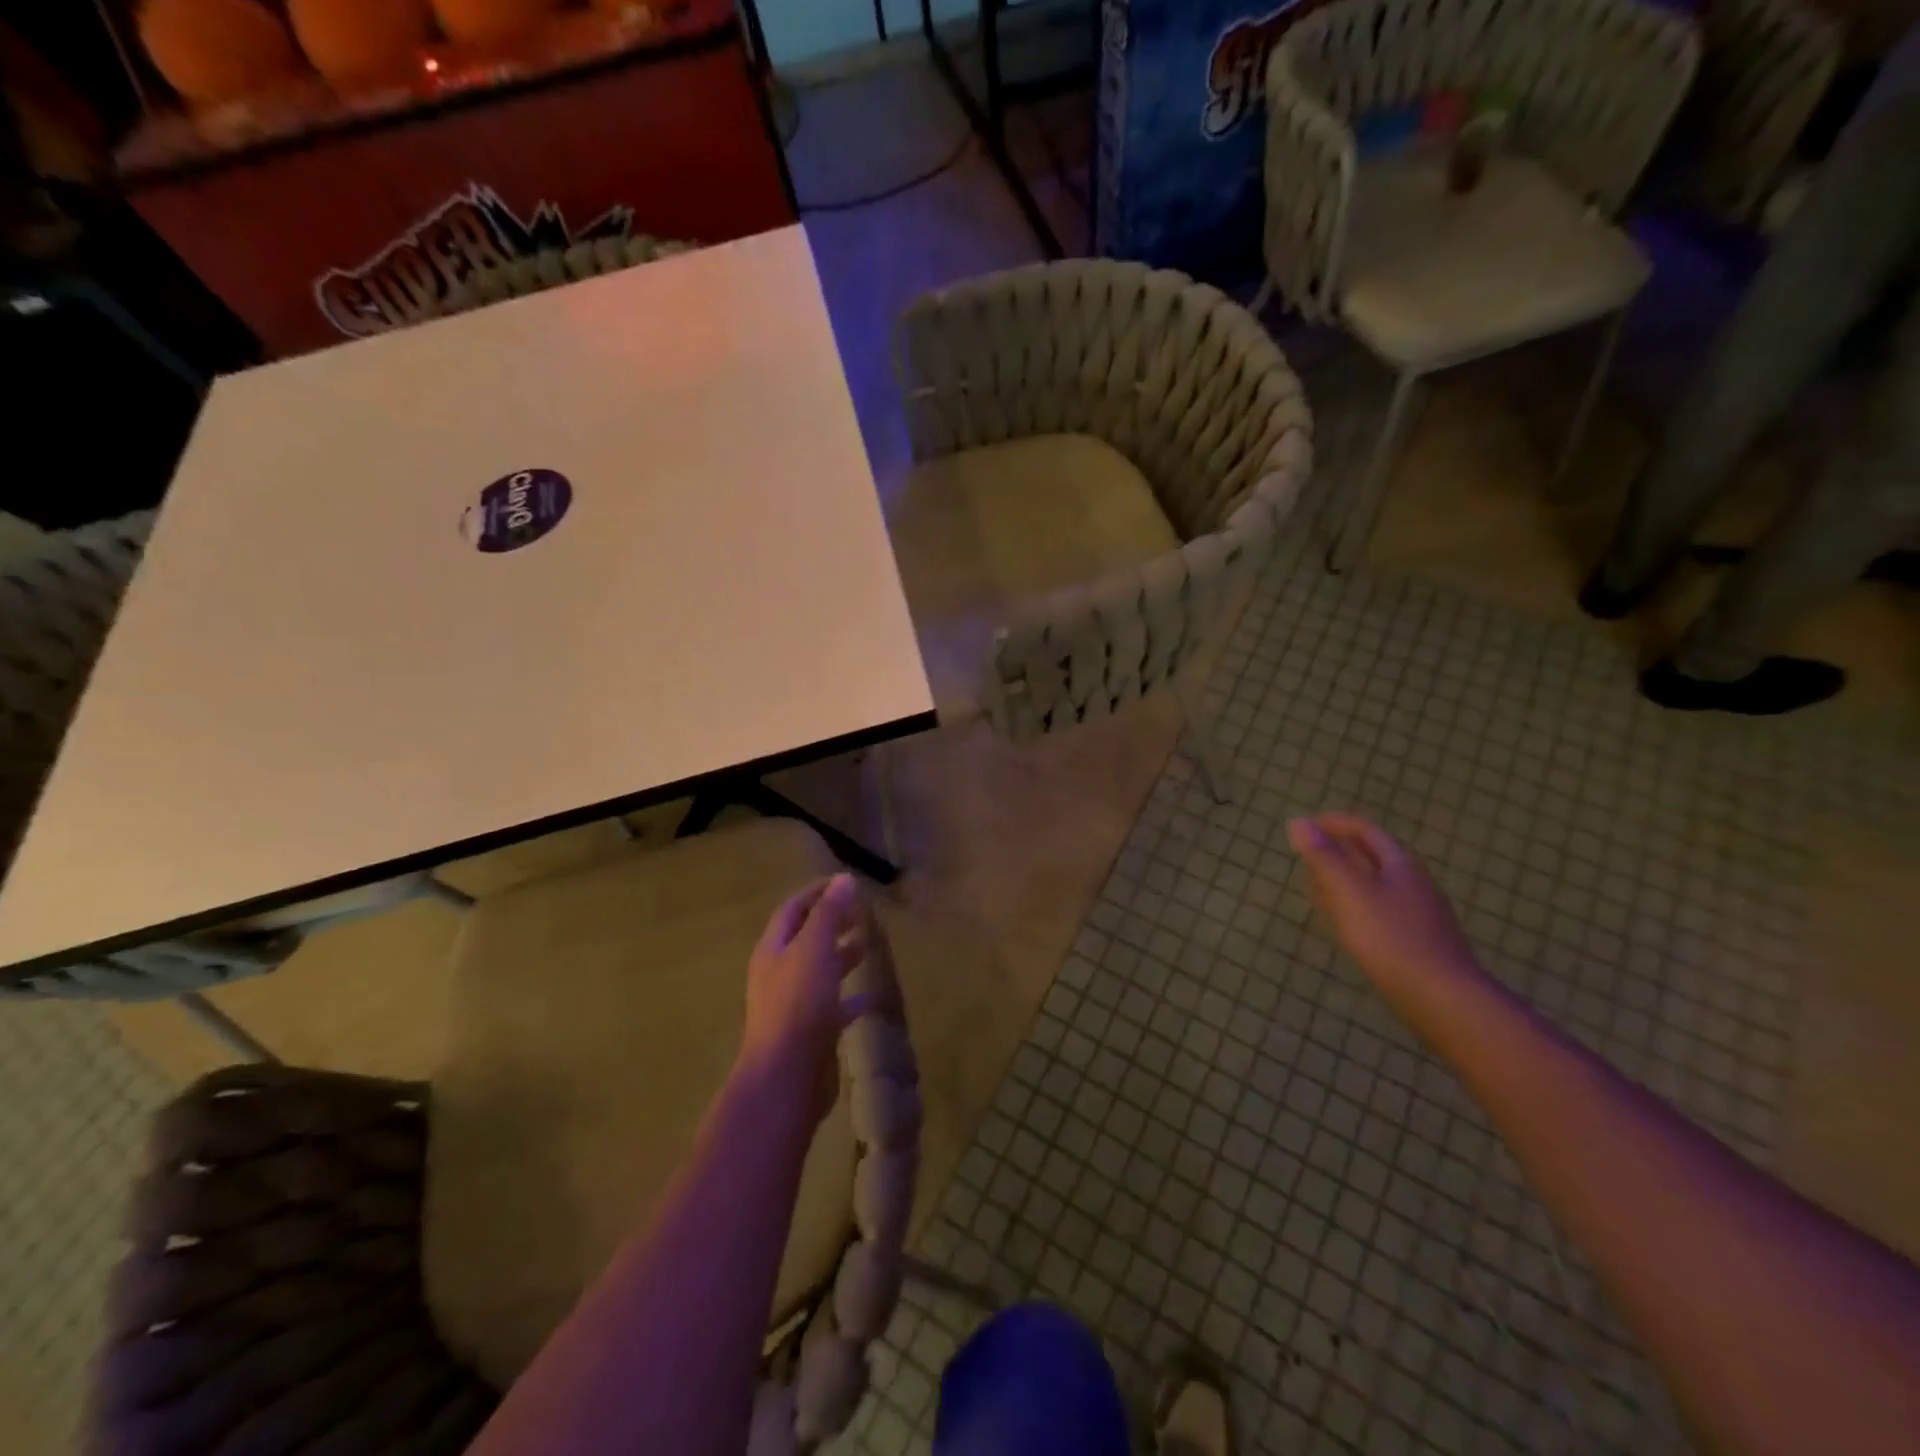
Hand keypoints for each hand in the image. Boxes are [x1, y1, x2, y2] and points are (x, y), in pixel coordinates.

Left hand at [739, 874, 867, 1114]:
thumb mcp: (814, 950)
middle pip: (805, 939)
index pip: (793, 910)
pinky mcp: (811, 1032)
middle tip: (861, 912)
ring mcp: (794, 1005)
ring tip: (867, 945)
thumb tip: (843, 880)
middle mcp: (779, 974)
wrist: (786, 1078)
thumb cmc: (798, 1005)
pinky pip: (833, 1006)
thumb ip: (829, 915)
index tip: (846, 882)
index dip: (817, 893)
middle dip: (831, 922)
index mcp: (773, 950)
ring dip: (841, 955)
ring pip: (819, 971)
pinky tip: (871, 997)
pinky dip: (851, 997)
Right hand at [1287, 813, 1485, 1003]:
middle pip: (1374, 856)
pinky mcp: (1419, 941)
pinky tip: (1346, 923)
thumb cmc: (1390, 937)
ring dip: (1347, 879)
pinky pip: (1381, 910)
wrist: (1443, 998)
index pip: (1365, 830)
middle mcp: (1414, 882)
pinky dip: (1356, 905)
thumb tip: (1298, 821)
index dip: (1334, 824)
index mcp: (1400, 863)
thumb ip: (1322, 856)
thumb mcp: (1349, 891)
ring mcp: (1420, 913)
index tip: (1306, 825)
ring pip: (1378, 884)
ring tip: (1318, 886)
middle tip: (1308, 854)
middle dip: (1341, 850)